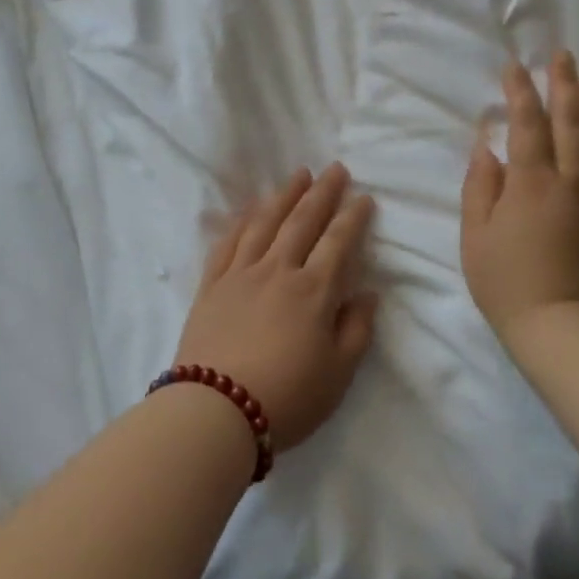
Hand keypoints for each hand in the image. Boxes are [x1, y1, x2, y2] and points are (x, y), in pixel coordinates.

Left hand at [176, 165, 378, 451]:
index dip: (353, 217)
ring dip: (283, 196)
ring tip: (297, 176)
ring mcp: (240, 274)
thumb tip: (367, 292)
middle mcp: (278, 270)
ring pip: (264, 223)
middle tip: (334, 169)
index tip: (363, 197)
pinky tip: (250, 209)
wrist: (216, 409)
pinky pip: (228, 242)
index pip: (338, 242)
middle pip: (302, 222)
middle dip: (321, 193)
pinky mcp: (211, 285)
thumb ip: (356, 328)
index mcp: (313, 290)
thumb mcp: (338, 373)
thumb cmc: (287, 397)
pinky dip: (242, 220)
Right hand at [461, 53, 578, 344]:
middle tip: (562, 55)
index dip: (520, 92)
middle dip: (564, 85)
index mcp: (531, 183)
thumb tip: (486, 145)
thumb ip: (480, 186)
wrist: (566, 330)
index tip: (514, 66)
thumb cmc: (507, 283)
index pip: (527, 124)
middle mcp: (573, 182)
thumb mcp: (475, 236)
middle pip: (571, 122)